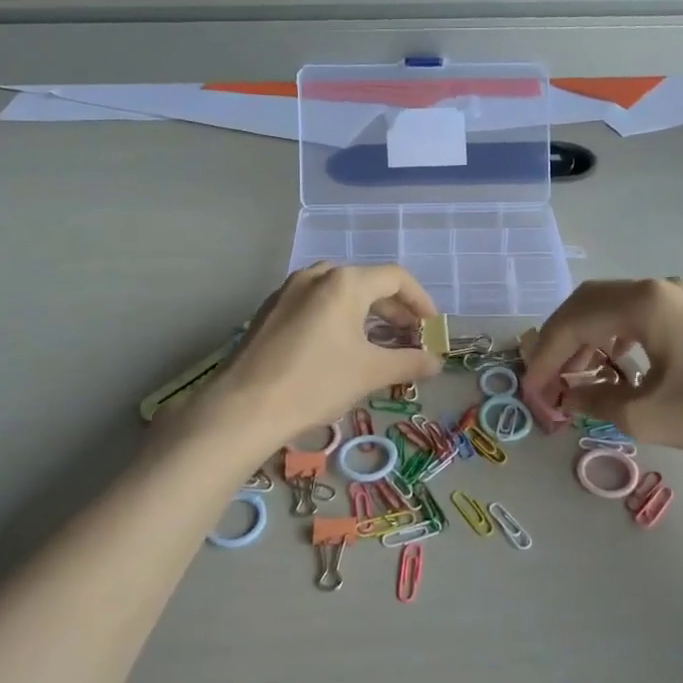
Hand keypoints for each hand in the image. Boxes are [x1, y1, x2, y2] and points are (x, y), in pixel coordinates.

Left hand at [208, 264, 440, 449]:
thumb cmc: (315, 383)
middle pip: (367, 283)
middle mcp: (316, 276)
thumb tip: (437, 362)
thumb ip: (410, 362)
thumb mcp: (370, 373)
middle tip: (409, 339)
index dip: (420, 300)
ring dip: (366, 316)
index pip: (395, 278)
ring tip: (379, 345)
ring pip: (339, 294)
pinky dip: (338, 319)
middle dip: (394, 311)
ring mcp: (288, 291)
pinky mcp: (270, 311)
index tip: (432, 327)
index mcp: (344, 282)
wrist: (244, 407)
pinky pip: (315, 304)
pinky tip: (340, 349)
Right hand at [522, 278, 682, 463]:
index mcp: (642, 303)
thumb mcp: (646, 415)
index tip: (532, 390)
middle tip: (547, 377)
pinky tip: (617, 367)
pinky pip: (639, 315)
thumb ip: (596, 401)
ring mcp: (681, 296)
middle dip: (560, 340)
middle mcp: (657, 288)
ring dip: (587, 338)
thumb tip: (567, 396)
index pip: (573, 322)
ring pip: (613, 307)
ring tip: (578, 377)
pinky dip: (615, 337)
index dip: (545, 357)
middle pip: (588, 303)